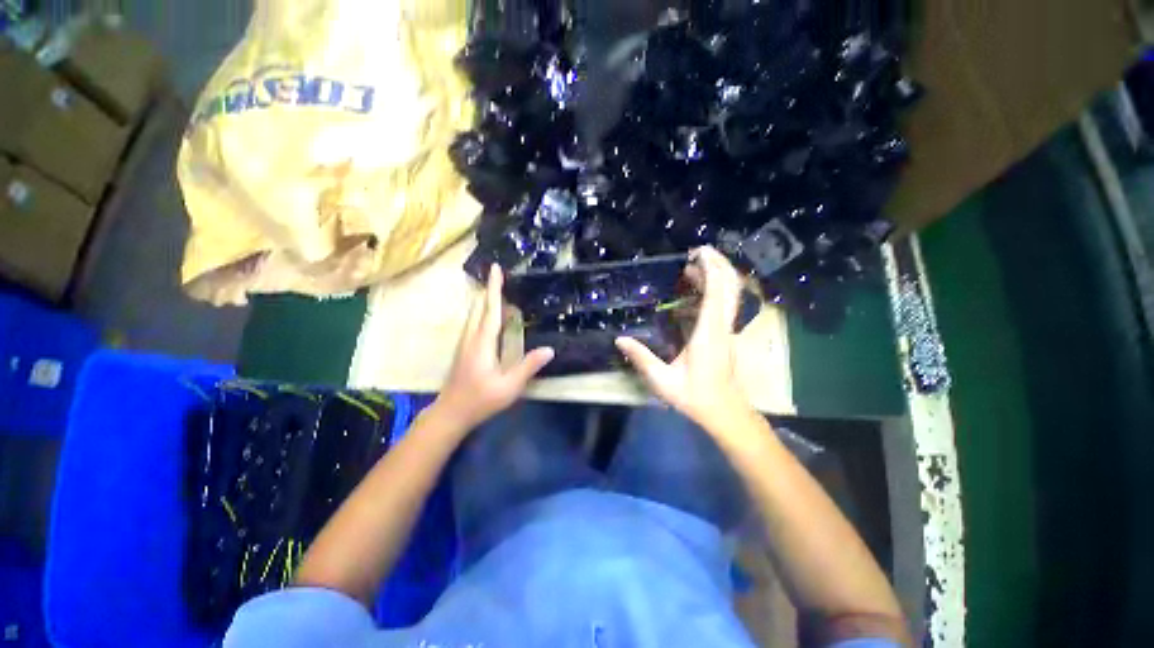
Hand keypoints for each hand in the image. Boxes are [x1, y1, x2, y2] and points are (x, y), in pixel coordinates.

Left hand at [434, 264, 553, 429]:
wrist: (450, 413)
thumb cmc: (481, 400)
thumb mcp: (509, 386)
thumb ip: (528, 366)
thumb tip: (549, 349)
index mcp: (482, 342)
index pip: (491, 309)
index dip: (495, 288)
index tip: (496, 268)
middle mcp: (471, 337)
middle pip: (480, 307)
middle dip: (491, 291)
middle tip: (504, 279)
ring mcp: (465, 343)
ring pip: (475, 315)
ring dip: (487, 302)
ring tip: (503, 296)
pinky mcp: (464, 349)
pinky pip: (475, 323)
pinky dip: (485, 314)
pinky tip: (494, 320)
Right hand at [615, 246, 748, 427]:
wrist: (725, 412)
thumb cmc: (695, 397)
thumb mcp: (663, 381)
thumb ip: (641, 358)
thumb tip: (619, 339)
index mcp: (708, 333)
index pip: (717, 292)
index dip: (710, 268)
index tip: (697, 253)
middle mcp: (722, 326)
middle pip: (730, 286)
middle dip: (718, 263)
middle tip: (695, 253)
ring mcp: (727, 330)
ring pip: (731, 294)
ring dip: (716, 275)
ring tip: (693, 267)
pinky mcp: (725, 334)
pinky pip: (725, 304)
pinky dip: (715, 290)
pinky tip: (696, 290)